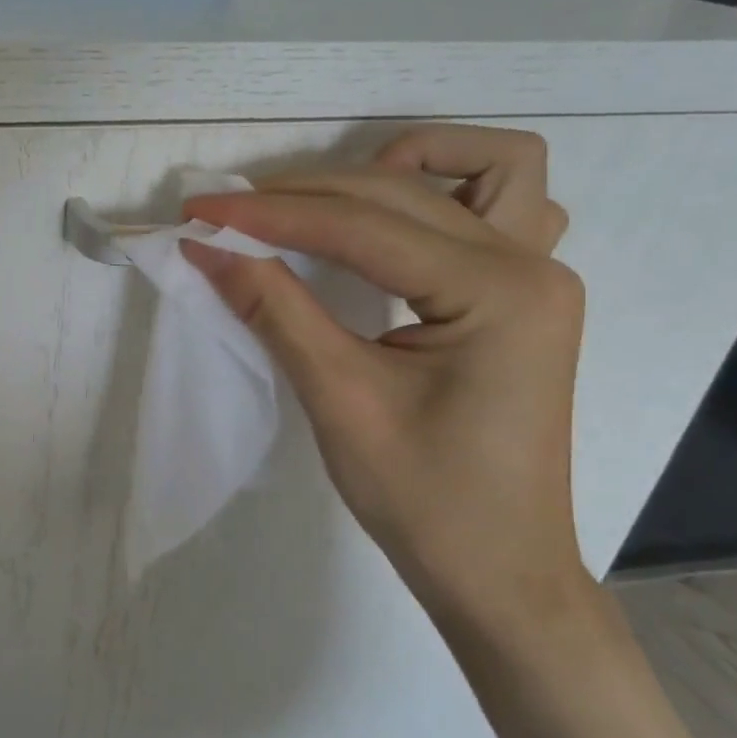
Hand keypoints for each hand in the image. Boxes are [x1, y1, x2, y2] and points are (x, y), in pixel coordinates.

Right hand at [181, 125, 586, 632]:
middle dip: (304, 197)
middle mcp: (531, 264)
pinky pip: (501, 207)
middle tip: (227, 216)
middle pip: (399, 193)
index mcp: (498, 292)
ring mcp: (538, 274)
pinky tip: (393, 223)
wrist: (498, 571)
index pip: (362, 227)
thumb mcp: (338, 399)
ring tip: (326, 201)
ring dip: (400, 167)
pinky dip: (444, 192)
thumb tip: (207, 248)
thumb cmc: (424, 499)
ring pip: (480, 170)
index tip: (199, 211)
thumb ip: (274, 308)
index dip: (269, 215)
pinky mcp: (523, 295)